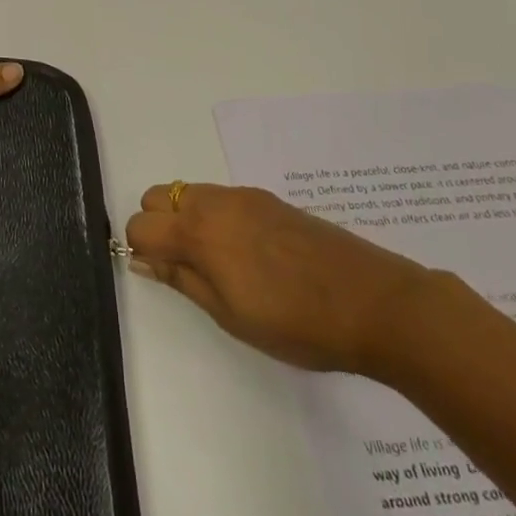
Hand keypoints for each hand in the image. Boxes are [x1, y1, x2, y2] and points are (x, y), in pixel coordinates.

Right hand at [125, 183, 434, 374]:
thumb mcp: (229, 314)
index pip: (140, 224)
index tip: (161, 275)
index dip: (140, 250)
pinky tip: (248, 254)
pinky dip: (215, 217)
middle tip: (184, 267)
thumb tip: (142, 259)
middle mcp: (215, 202)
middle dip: (157, 225)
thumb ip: (181, 280)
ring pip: (190, 194)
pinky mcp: (270, 200)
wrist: (375, 302)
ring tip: (218, 264)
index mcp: (198, 230)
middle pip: (159, 196)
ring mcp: (245, 197)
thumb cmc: (295, 321)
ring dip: (186, 219)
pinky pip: (222, 198)